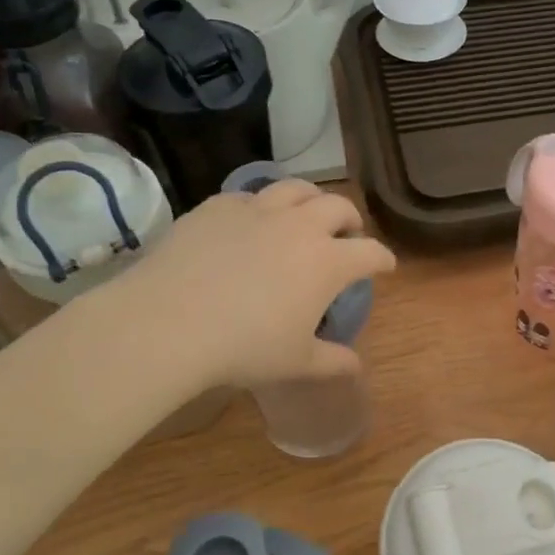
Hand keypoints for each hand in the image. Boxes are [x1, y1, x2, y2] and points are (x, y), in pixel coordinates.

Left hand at [107, 179, 395, 388]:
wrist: (169, 322)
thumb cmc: (244, 347)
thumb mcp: (296, 362)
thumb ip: (332, 361)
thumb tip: (356, 365)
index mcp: (328, 261)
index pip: (371, 252)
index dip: (383, 259)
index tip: (385, 266)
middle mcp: (300, 226)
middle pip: (339, 207)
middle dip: (350, 219)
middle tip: (346, 234)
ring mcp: (258, 210)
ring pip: (296, 189)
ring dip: (311, 199)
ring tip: (306, 213)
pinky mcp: (219, 206)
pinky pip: (249, 196)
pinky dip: (260, 206)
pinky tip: (251, 222)